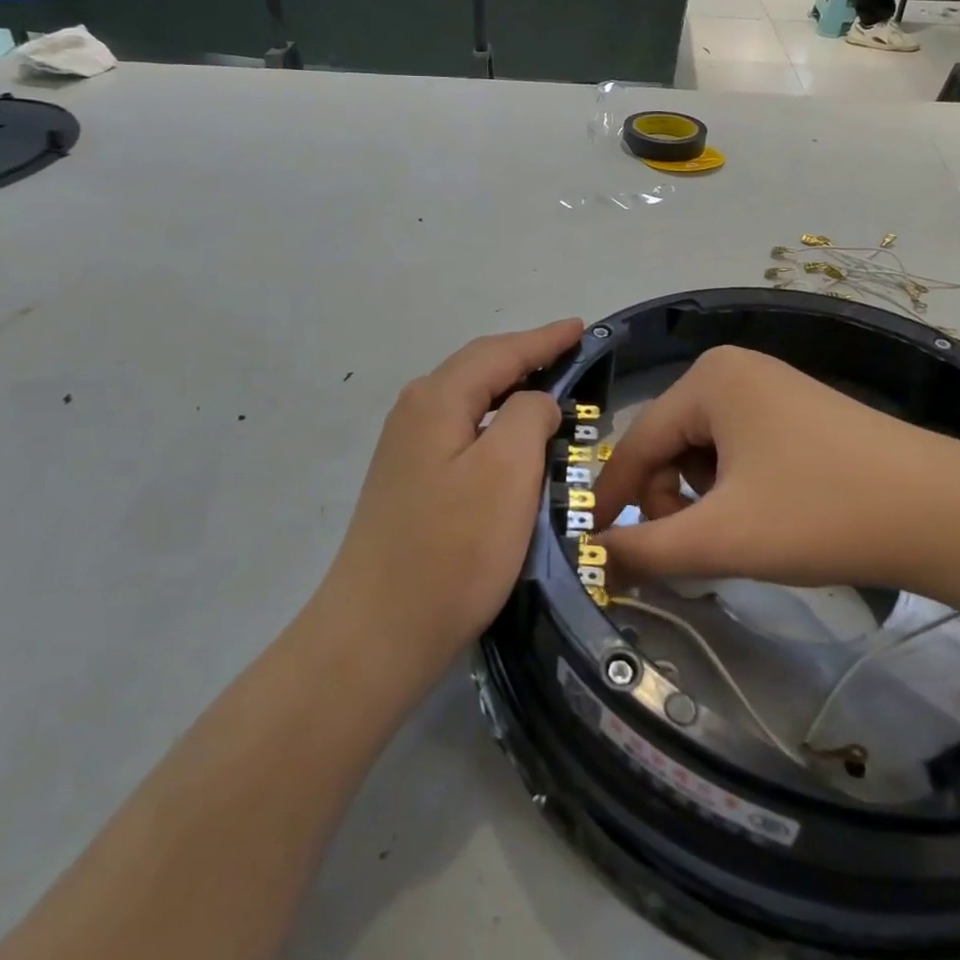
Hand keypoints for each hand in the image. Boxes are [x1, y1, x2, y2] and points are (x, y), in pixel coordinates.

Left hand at [318, 320, 582, 686]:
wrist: (378, 632)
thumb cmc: (453, 548)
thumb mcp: (507, 470)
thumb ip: (528, 415)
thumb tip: (533, 402)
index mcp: (436, 399)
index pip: (499, 352)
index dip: (544, 339)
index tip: (581, 327)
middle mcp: (415, 412)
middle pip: (479, 369)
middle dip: (526, 358)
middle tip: (571, 355)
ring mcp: (407, 449)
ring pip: (470, 402)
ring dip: (510, 392)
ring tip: (550, 393)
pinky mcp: (410, 482)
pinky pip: (462, 433)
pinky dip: (495, 425)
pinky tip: (513, 443)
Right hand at [594, 345, 959, 599]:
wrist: (947, 514)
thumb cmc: (821, 513)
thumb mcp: (722, 537)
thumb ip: (645, 549)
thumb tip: (592, 558)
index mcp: (706, 379)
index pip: (636, 443)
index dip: (612, 499)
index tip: (593, 548)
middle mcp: (731, 370)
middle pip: (668, 444)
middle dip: (669, 502)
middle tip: (694, 552)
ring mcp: (768, 386)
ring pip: (703, 450)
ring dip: (702, 499)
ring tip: (736, 536)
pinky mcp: (797, 412)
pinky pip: (738, 448)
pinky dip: (734, 488)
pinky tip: (764, 516)